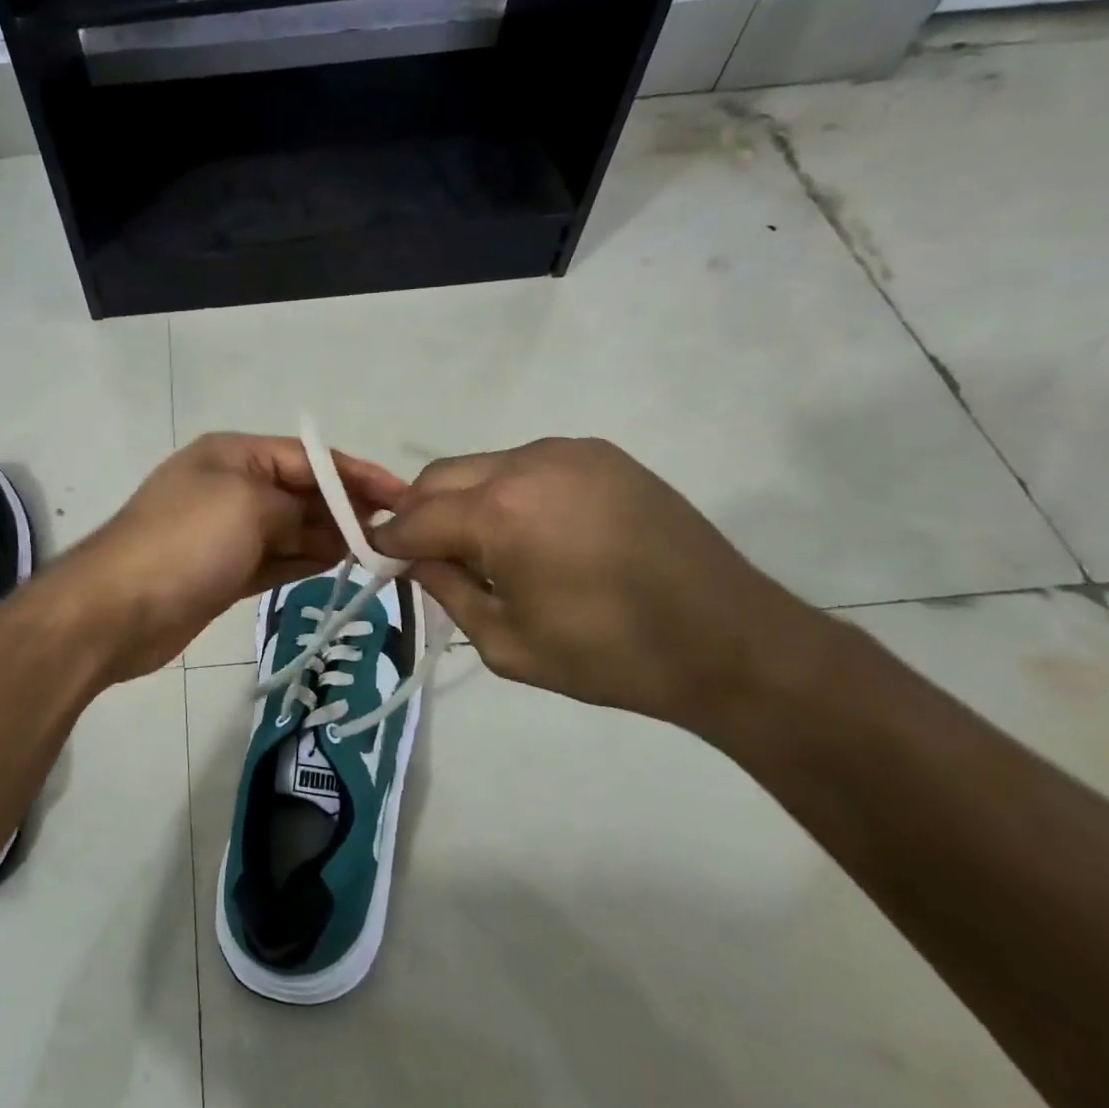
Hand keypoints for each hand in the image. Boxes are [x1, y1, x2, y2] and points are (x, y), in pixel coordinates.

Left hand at [60, 433, 408, 681]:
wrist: (115, 611)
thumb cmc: (185, 542)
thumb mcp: (247, 505)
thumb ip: (297, 506)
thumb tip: (326, 522)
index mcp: (233, 455)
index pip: (307, 456)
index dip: (356, 473)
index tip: (400, 494)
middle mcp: (230, 486)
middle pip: (301, 491)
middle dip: (345, 507)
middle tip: (395, 530)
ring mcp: (226, 532)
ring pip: (292, 528)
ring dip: (330, 536)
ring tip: (377, 550)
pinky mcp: (224, 572)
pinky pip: (276, 558)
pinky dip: (305, 559)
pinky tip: (339, 564)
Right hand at [370, 438, 827, 730]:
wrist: (730, 642)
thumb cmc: (610, 655)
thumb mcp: (505, 643)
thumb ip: (446, 590)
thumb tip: (414, 557)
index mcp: (500, 512)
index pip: (415, 517)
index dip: (389, 540)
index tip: (378, 560)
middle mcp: (526, 463)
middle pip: (440, 477)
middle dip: (421, 513)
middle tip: (427, 556)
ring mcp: (567, 451)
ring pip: (483, 467)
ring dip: (465, 501)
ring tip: (485, 549)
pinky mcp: (600, 455)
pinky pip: (528, 466)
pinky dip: (508, 493)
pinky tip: (533, 533)